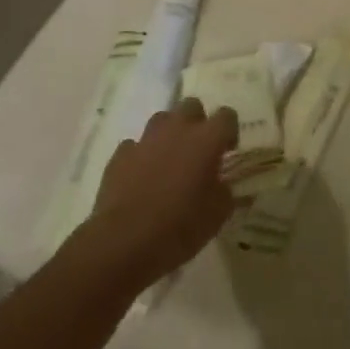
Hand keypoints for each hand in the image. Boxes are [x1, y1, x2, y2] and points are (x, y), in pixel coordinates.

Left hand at [89, 100, 237, 282]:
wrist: (122, 243)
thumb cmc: (179, 227)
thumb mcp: (217, 216)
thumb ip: (226, 192)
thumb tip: (222, 184)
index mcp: (206, 140)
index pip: (227, 116)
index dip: (230, 131)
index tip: (227, 151)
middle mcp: (177, 130)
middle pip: (192, 106)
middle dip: (197, 122)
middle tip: (198, 151)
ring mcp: (145, 140)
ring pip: (162, 120)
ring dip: (169, 134)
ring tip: (169, 161)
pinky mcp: (120, 155)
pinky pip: (135, 146)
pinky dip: (141, 156)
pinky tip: (141, 178)